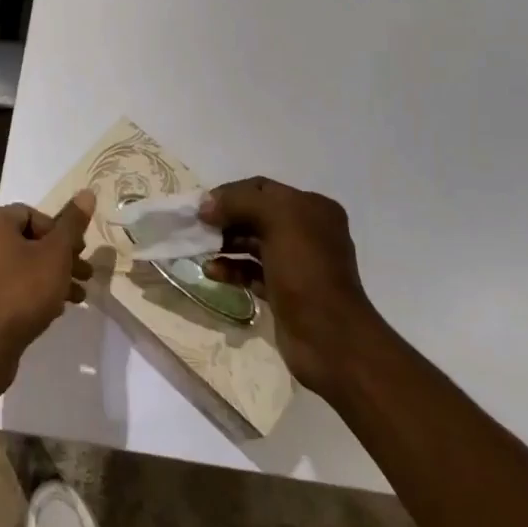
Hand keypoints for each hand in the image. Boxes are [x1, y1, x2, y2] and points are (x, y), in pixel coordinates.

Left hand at [0, 191, 95, 374]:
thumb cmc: (22, 292)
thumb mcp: (56, 255)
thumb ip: (72, 224)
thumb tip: (87, 192)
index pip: (32, 214)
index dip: (60, 233)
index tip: (78, 255)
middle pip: (25, 240)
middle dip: (58, 258)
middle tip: (84, 275)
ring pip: (16, 264)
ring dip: (48, 276)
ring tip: (75, 297)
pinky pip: (3, 283)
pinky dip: (26, 290)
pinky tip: (51, 310)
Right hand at [200, 177, 381, 398]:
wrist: (330, 338)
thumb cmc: (306, 270)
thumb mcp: (277, 220)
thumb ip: (240, 202)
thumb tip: (206, 205)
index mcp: (311, 208)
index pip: (262, 188)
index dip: (230, 193)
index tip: (201, 206)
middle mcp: (306, 231)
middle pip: (255, 215)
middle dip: (225, 219)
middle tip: (197, 229)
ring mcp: (295, 264)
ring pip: (251, 244)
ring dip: (224, 245)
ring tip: (199, 251)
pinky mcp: (284, 292)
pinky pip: (251, 272)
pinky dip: (230, 269)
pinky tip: (211, 272)